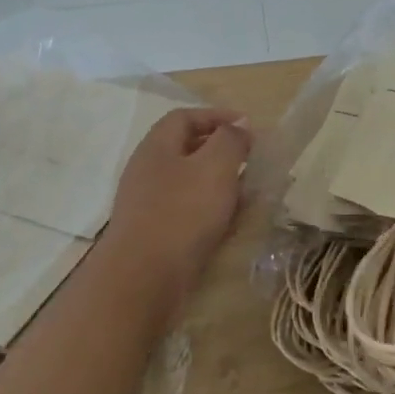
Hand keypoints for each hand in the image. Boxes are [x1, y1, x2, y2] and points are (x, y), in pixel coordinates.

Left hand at [109, 108, 251, 290]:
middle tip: (251, 159)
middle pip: (186, 149)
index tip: (249, 127)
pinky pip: (187, 210)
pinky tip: (229, 221)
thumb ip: (230, 140)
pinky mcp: (154, 233)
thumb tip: (239, 126)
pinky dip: (211, 209)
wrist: (143, 278)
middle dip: (221, 150)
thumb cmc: (182, 213)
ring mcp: (148, 203)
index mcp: (157, 146)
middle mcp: (148, 170)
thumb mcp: (215, 166)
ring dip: (219, 182)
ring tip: (247, 191)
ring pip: (189, 182)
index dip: (218, 115)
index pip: (186, 116)